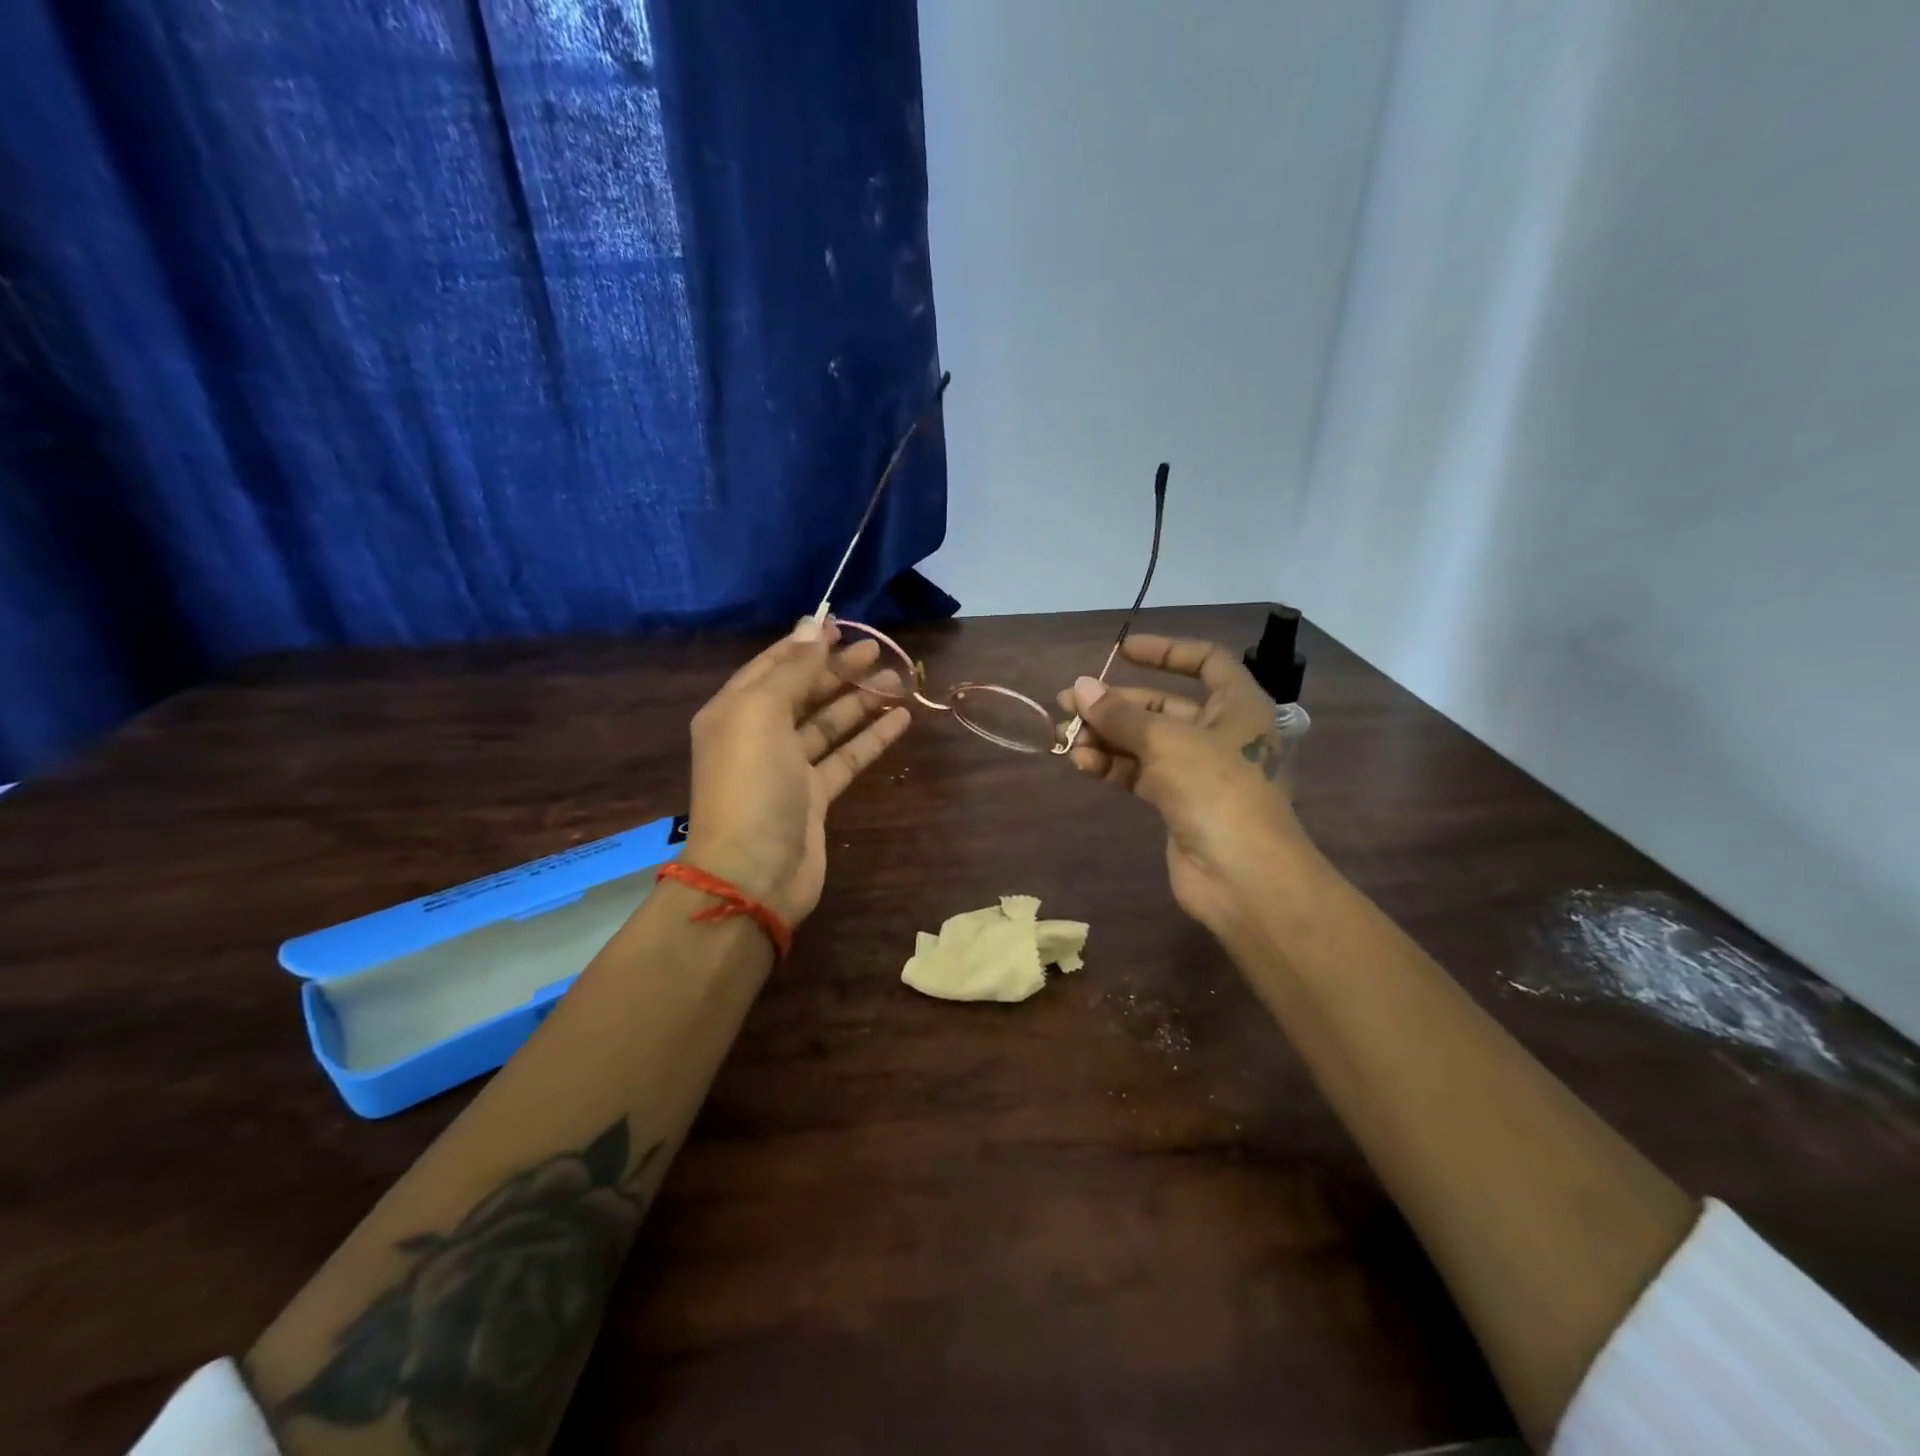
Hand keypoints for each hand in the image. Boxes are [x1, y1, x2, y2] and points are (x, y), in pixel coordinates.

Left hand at [684, 619, 910, 925]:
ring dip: (861, 701)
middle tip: (879, 651)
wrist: (754, 873)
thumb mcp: (762, 714)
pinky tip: (901, 719)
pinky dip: (871, 738)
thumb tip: (813, 624)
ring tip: (898, 680)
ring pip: (829, 724)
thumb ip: (792, 670)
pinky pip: (845, 757)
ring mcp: (788, 768)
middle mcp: (758, 735)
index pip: (774, 665)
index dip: (807, 644)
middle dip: (839, 670)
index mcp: (735, 711)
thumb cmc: (752, 785)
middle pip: (804, 692)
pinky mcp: (815, 797)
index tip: (843, 624)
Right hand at [1056, 635, 1316, 940]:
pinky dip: (1112, 766)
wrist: (1242, 876)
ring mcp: (1197, 771)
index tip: (1122, 651)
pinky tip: (1081, 762)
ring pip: (1144, 742)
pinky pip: (1139, 773)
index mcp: (1238, 706)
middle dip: (1116, 704)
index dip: (1165, 651)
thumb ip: (1120, 714)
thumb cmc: (1216, 789)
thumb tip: (1078, 687)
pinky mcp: (1177, 803)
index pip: (1205, 662)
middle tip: (1068, 703)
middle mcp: (1220, 733)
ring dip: (1106, 737)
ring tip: (1065, 736)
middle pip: (1162, 706)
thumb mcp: (1166, 741)